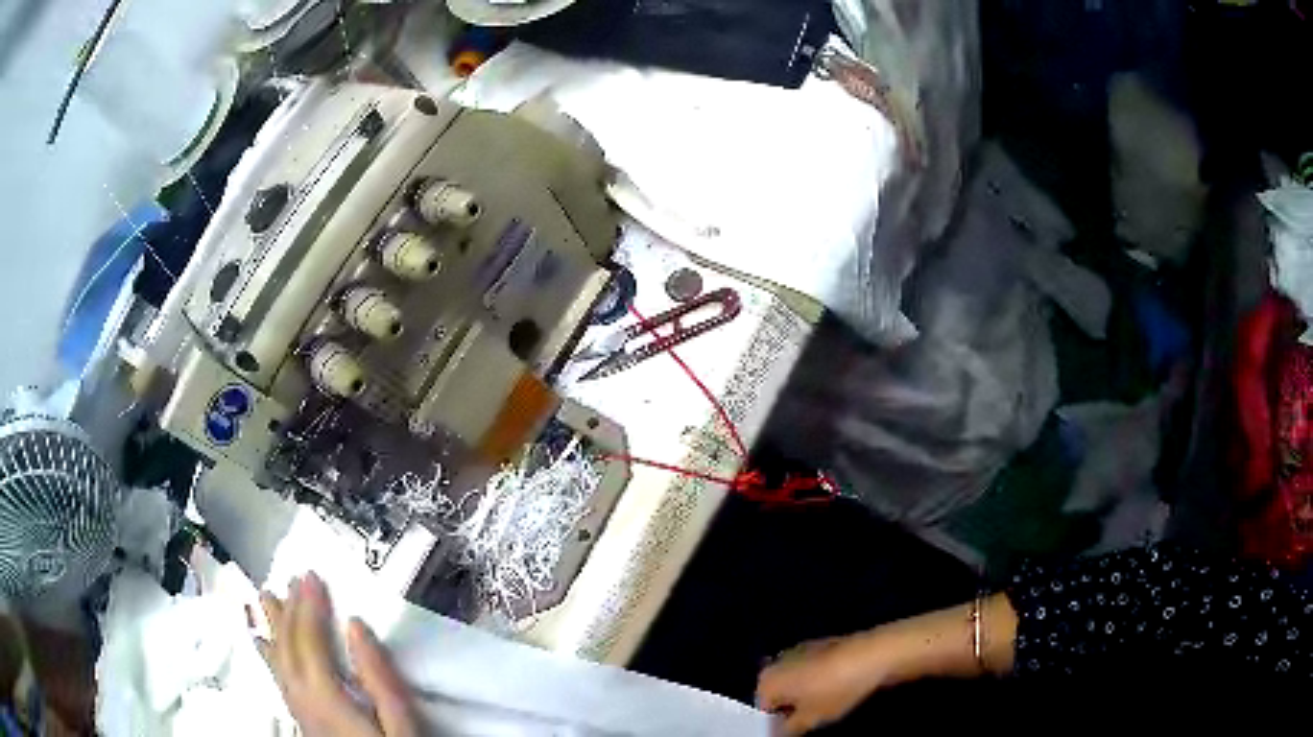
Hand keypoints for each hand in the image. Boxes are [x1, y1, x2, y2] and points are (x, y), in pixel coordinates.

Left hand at [258, 573, 421, 736]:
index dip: (308, 606)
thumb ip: (379, 678)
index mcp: (325, 697)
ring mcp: (297, 711)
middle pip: (286, 647)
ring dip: (272, 626)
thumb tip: (356, 625)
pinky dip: (268, 652)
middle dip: (287, 610)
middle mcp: (301, 699)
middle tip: (289, 578)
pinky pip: (277, 676)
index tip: (311, 575)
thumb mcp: (402, 725)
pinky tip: (263, 644)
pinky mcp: (301, 720)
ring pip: (276, 660)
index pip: (308, 641)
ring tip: (264, 598)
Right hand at [756, 635, 888, 735]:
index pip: (763, 710)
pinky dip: (818, 681)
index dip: (777, 723)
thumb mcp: (810, 719)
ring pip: (796, 681)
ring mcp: (800, 651)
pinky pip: (811, 670)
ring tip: (825, 706)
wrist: (872, 655)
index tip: (793, 731)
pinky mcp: (821, 645)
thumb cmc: (835, 690)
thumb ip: (788, 729)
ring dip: (805, 694)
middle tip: (809, 721)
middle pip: (778, 693)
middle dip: (790, 708)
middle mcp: (777, 663)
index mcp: (767, 681)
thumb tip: (779, 732)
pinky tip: (837, 688)